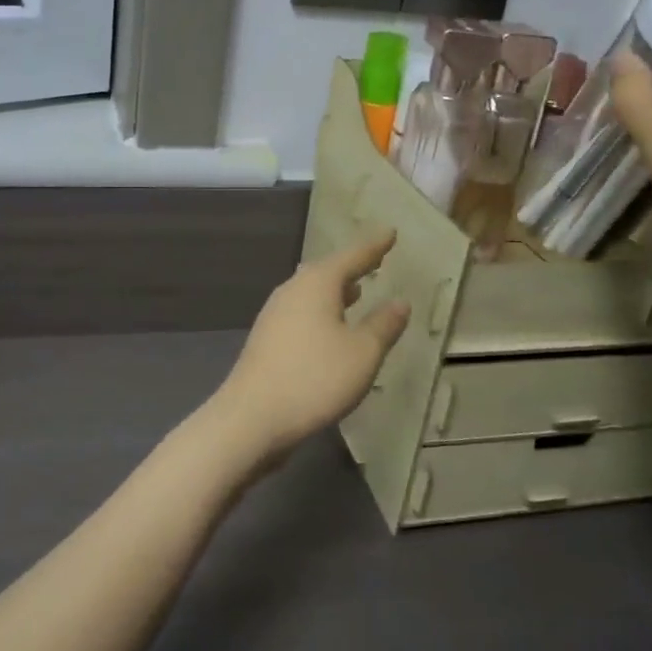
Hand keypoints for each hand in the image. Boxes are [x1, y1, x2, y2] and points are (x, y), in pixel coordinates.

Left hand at [207, 233, 410, 466]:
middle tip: (374, 259)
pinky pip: (302, 312)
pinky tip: (330, 327)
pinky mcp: (267, 339)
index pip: (352, 256)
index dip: (374, 246)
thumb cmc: (314, 379)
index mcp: (316, 284)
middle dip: (352, 266)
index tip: (390, 232)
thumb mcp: (362, 353)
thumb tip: (400, 302)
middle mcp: (292, 290)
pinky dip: (322, 311)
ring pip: (311, 292)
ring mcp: (275, 315)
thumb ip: (383, 325)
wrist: (251, 417)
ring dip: (335, 290)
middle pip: (327, 271)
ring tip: (356, 290)